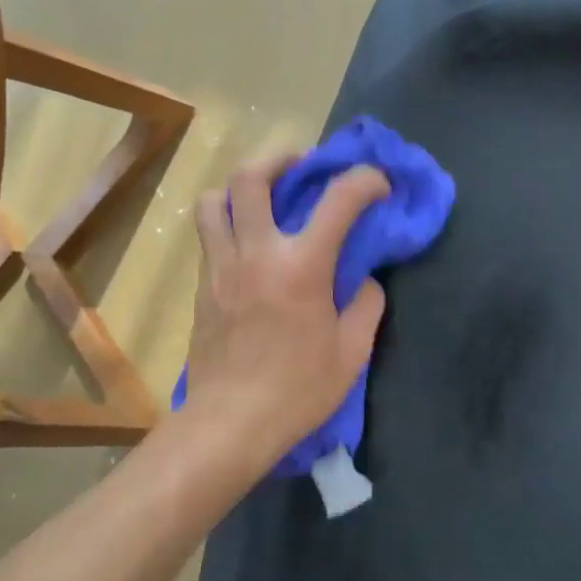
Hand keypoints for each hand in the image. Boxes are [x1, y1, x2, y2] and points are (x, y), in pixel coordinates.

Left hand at [181, 155, 390, 464]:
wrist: (231, 422)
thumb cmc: (299, 390)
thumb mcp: (352, 352)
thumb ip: (367, 305)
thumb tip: (366, 281)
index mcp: (301, 266)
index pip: (339, 199)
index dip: (365, 180)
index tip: (378, 185)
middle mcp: (256, 252)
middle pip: (251, 177)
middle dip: (280, 158)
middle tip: (301, 166)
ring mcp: (221, 267)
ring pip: (213, 201)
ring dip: (239, 187)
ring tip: (262, 198)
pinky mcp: (202, 287)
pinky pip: (209, 236)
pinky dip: (228, 224)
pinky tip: (249, 245)